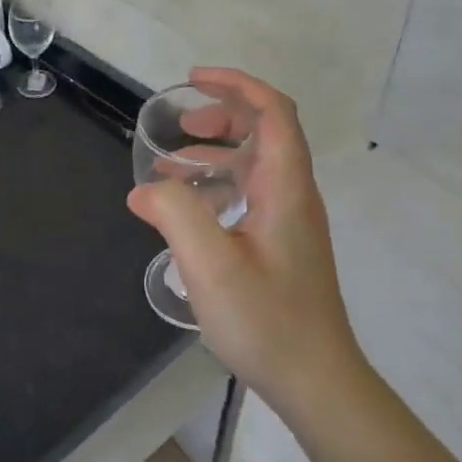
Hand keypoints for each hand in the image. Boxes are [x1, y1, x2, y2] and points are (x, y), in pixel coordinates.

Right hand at [126, 67, 365, 419]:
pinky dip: (218, 186)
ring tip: (169, 168)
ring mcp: (291, 222)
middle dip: (222, 117)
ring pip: (256, 166)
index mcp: (286, 188)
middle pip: (267, 132)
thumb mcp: (210, 264)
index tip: (194, 79)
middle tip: (179, 126)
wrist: (316, 381)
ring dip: (215, 154)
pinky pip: (251, 195)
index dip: (237, 85)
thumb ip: (175, 215)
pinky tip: (188, 212)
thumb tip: (144, 189)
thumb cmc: (267, 320)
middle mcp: (294, 195)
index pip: (274, 113)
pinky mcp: (282, 245)